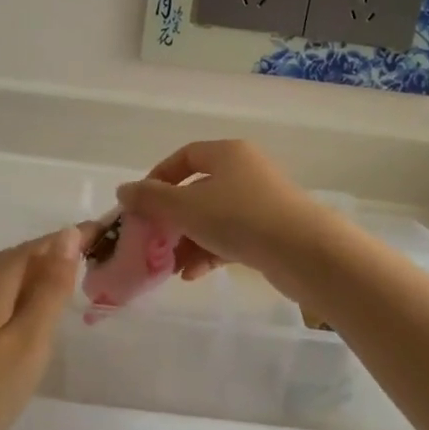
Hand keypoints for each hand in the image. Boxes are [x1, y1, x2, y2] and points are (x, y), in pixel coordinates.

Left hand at [0, 226, 82, 429]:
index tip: (102, 233)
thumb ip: (50, 289)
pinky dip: (16, 293)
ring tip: (63, 282)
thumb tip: (67, 235)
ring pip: (4, 276)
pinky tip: (22, 311)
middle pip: (20, 257)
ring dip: (34, 274)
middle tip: (90, 256)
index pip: (42, 245)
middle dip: (54, 253)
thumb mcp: (28, 341)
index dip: (72, 238)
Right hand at [114, 141, 335, 288]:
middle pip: (198, 190)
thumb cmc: (240, 218)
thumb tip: (124, 190)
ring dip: (188, 240)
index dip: (159, 177)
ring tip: (169, 266)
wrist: (304, 252)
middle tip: (152, 240)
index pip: (185, 156)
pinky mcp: (271, 232)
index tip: (141, 203)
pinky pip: (231, 238)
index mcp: (228, 153)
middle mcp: (246, 171)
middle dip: (172, 218)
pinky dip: (210, 253)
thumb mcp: (186, 208)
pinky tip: (192, 275)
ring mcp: (261, 203)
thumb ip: (151, 199)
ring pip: (213, 218)